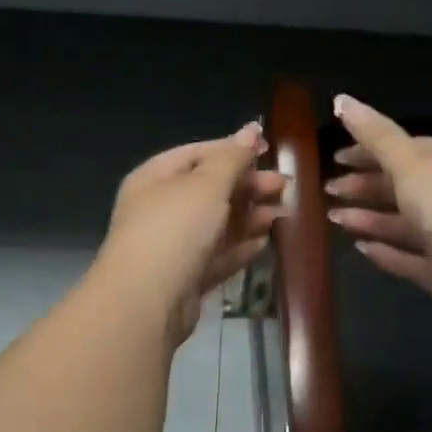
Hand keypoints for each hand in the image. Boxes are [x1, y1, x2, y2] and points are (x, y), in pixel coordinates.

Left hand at [98, 123, 285, 342]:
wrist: (147, 301)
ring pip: (216, 224)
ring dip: (249, 217)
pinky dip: (239, 248)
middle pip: (210, 190)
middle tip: (284, 186)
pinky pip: (216, 256)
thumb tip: (251, 130)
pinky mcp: (186, 277)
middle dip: (248, 186)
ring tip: (282, 214)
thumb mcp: (206, 185)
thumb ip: (232, 158)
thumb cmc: (175, 229)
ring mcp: (172, 245)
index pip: (198, 154)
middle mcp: (160, 208)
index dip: (233, 149)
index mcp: (156, 177)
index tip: (269, 150)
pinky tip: (264, 243)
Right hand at [324, 95, 431, 317]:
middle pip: (406, 188)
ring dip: (370, 219)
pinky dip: (386, 253)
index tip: (338, 156)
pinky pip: (410, 260)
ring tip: (333, 216)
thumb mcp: (410, 160)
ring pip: (405, 225)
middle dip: (366, 186)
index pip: (411, 150)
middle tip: (330, 188)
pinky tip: (360, 247)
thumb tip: (341, 99)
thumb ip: (375, 136)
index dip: (373, 151)